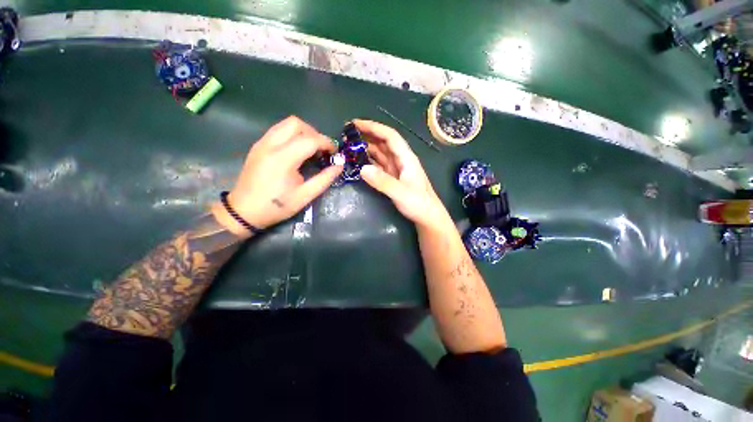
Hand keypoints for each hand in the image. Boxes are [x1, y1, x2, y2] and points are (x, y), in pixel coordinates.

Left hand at [212, 116, 341, 236]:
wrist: (244, 211)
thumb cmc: (276, 206)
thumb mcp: (305, 196)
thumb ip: (325, 179)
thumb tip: (339, 166)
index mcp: (283, 158)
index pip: (310, 139)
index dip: (326, 143)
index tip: (335, 153)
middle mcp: (270, 145)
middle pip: (296, 123)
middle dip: (314, 133)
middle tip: (322, 149)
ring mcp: (262, 143)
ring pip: (285, 124)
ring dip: (303, 132)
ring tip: (311, 149)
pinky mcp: (258, 146)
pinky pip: (278, 131)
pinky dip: (292, 135)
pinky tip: (296, 151)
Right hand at [355, 119, 451, 230]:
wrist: (428, 217)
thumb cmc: (419, 204)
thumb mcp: (401, 193)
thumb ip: (383, 182)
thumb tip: (362, 168)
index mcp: (406, 158)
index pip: (390, 136)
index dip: (374, 127)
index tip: (356, 124)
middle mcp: (401, 160)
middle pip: (384, 142)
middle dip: (367, 135)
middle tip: (347, 134)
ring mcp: (397, 169)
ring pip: (381, 153)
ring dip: (367, 148)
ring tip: (350, 146)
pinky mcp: (393, 178)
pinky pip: (379, 165)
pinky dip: (369, 161)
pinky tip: (359, 162)